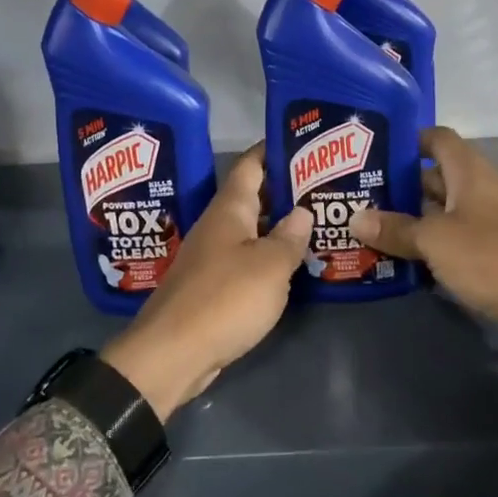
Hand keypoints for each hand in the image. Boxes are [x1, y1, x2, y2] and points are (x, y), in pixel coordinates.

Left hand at [100, 144, 313, 419]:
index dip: (273, 149)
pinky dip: (268, 256)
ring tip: (317, 220)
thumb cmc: (224, 299)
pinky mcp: (211, 286)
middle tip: (324, 185)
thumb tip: (303, 210)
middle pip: (253, 196)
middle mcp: (218, 225)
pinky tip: (292, 263)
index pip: (251, 164)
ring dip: (279, 224)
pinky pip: (245, 258)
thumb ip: (290, 237)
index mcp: (229, 209)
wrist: (173, 354)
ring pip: (251, 229)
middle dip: (285, 188)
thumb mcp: (269, 266)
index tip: (303, 141)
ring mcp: (212, 256)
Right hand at [349, 127, 497, 387]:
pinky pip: (455, 239)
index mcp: (469, 171)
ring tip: (374, 228)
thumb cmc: (489, 255)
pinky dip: (432, 245)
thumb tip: (356, 218)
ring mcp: (490, 221)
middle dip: (402, 186)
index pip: (437, 139)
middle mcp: (480, 188)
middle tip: (363, 196)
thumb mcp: (434, 240)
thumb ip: (396, 228)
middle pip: (436, 177)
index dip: (409, 141)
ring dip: (414, 219)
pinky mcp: (494, 252)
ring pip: (444, 211)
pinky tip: (404, 259)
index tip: (376, 153)